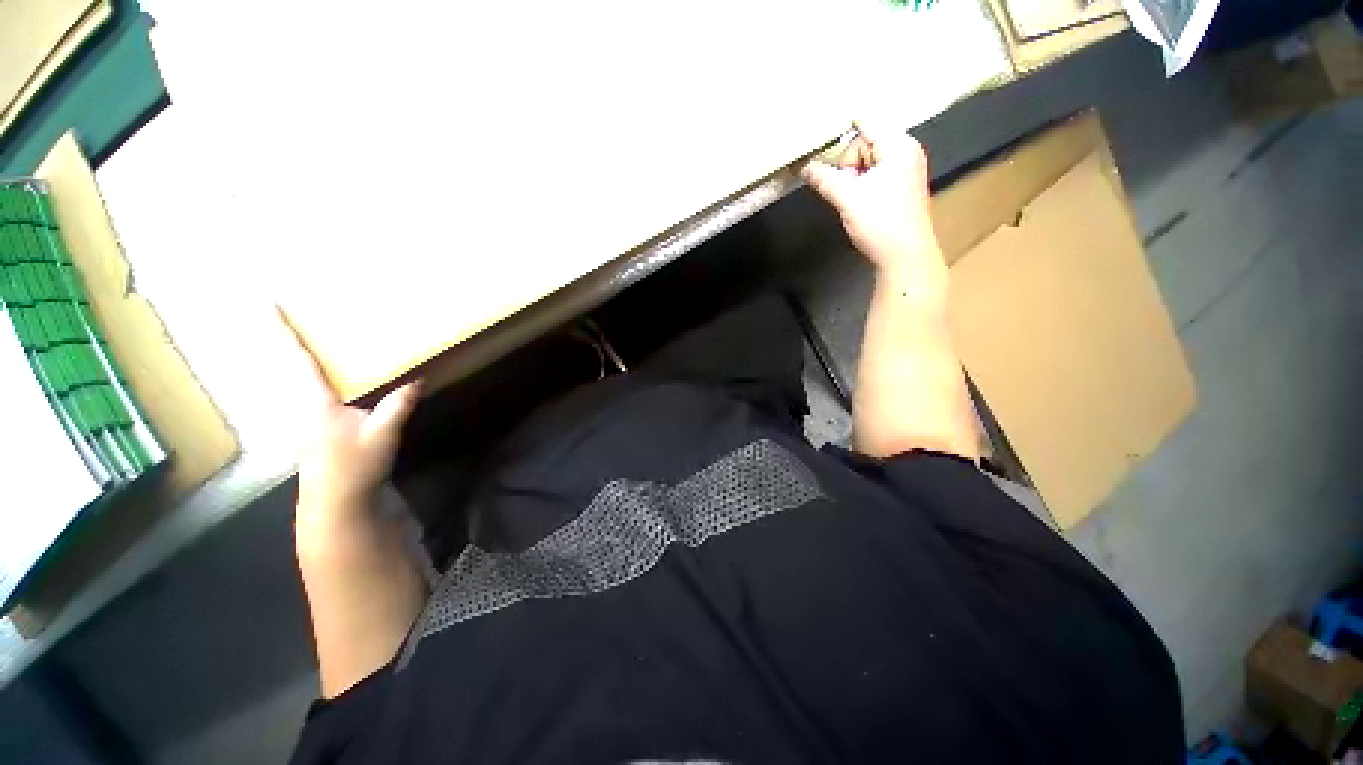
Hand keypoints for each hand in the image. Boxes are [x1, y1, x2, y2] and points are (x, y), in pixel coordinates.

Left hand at [279, 308, 421, 520]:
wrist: (336, 507)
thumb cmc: (352, 467)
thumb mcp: (382, 434)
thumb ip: (399, 404)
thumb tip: (419, 378)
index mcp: (316, 404)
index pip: (300, 362)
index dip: (283, 334)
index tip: (265, 305)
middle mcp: (307, 409)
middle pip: (296, 372)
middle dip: (291, 346)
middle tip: (292, 318)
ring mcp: (311, 425)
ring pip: (306, 389)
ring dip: (308, 368)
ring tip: (318, 349)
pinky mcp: (320, 437)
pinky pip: (320, 402)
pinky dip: (324, 387)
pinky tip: (341, 392)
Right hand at [802, 122, 943, 289]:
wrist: (904, 256)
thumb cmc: (880, 223)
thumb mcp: (847, 198)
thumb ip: (824, 178)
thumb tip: (804, 167)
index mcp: (898, 146)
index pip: (866, 122)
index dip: (841, 130)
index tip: (818, 138)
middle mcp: (905, 153)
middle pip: (864, 144)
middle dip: (848, 165)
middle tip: (846, 189)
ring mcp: (904, 172)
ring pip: (866, 164)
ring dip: (853, 179)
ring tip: (852, 201)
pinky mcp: (900, 190)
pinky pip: (874, 177)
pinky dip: (861, 187)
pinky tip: (858, 205)